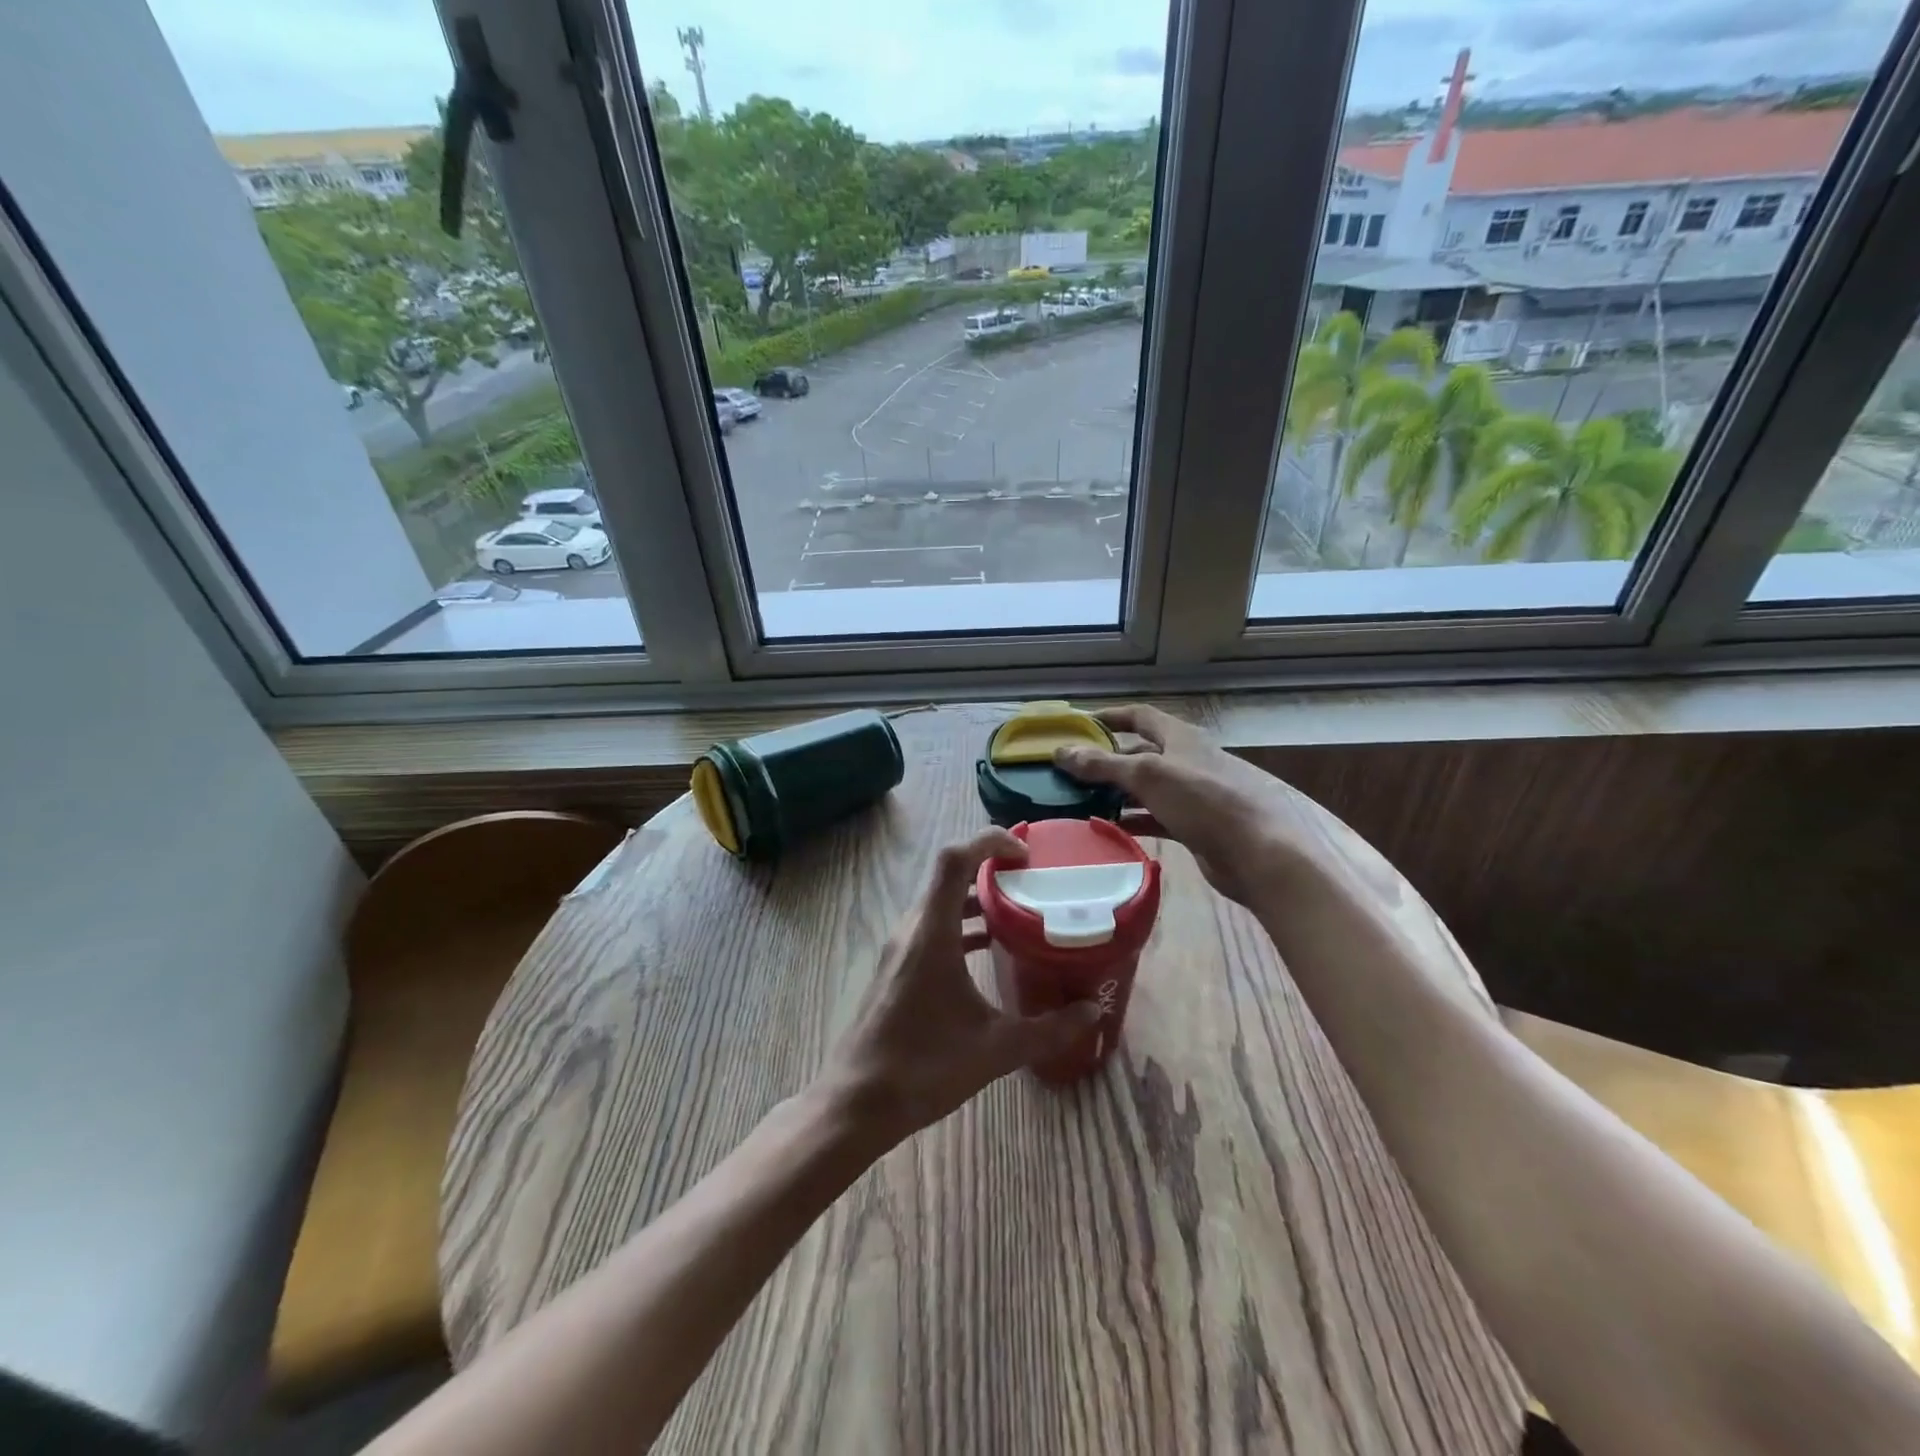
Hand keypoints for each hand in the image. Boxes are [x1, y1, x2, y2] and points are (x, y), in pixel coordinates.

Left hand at [819, 828, 1100, 1149]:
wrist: (857, 1101)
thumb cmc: (923, 1067)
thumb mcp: (995, 1049)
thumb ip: (1048, 1029)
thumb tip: (1093, 1012)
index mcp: (931, 933)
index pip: (954, 859)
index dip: (989, 840)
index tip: (1026, 853)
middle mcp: (912, 929)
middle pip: (949, 874)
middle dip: (990, 866)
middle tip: (1033, 877)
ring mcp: (901, 948)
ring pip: (941, 902)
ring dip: (976, 897)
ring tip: (1020, 908)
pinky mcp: (898, 966)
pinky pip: (933, 927)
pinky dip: (962, 924)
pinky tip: (990, 947)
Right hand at [1056, 704, 1304, 907]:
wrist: (1255, 852)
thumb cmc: (1202, 800)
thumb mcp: (1148, 775)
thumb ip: (1103, 764)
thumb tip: (1061, 751)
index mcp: (1180, 737)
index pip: (1140, 715)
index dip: (1110, 716)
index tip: (1079, 725)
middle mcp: (1186, 760)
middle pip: (1140, 752)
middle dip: (1108, 759)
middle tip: (1072, 771)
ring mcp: (1192, 793)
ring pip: (1146, 787)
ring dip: (1117, 791)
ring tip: (1082, 800)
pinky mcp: (1194, 824)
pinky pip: (1156, 816)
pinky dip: (1133, 819)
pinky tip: (1110, 827)